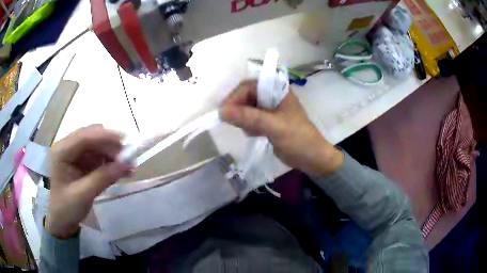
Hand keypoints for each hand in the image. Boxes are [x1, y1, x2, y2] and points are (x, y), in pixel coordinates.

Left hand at [45, 125, 132, 238]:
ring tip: (129, 167)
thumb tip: (126, 164)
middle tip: (129, 158)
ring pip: (97, 146)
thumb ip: (103, 178)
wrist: (62, 221)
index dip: (104, 137)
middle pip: (92, 138)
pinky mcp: (81, 162)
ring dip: (113, 154)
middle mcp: (68, 147)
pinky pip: (98, 157)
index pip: (84, 137)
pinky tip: (121, 170)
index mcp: (62, 152)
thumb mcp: (84, 195)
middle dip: (110, 146)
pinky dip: (110, 162)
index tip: (125, 141)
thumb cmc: (67, 208)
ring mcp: (75, 154)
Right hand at [220, 80, 342, 176]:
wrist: (312, 158)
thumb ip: (249, 117)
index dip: (235, 96)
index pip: (249, 85)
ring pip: (247, 107)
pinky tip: (252, 134)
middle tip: (230, 122)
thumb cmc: (298, 139)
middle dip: (237, 108)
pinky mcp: (268, 121)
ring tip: (246, 130)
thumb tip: (222, 111)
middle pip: (246, 95)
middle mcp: (273, 96)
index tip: (224, 112)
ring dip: (242, 118)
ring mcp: (270, 109)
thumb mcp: (274, 127)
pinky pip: (251, 118)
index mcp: (278, 90)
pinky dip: (247, 125)